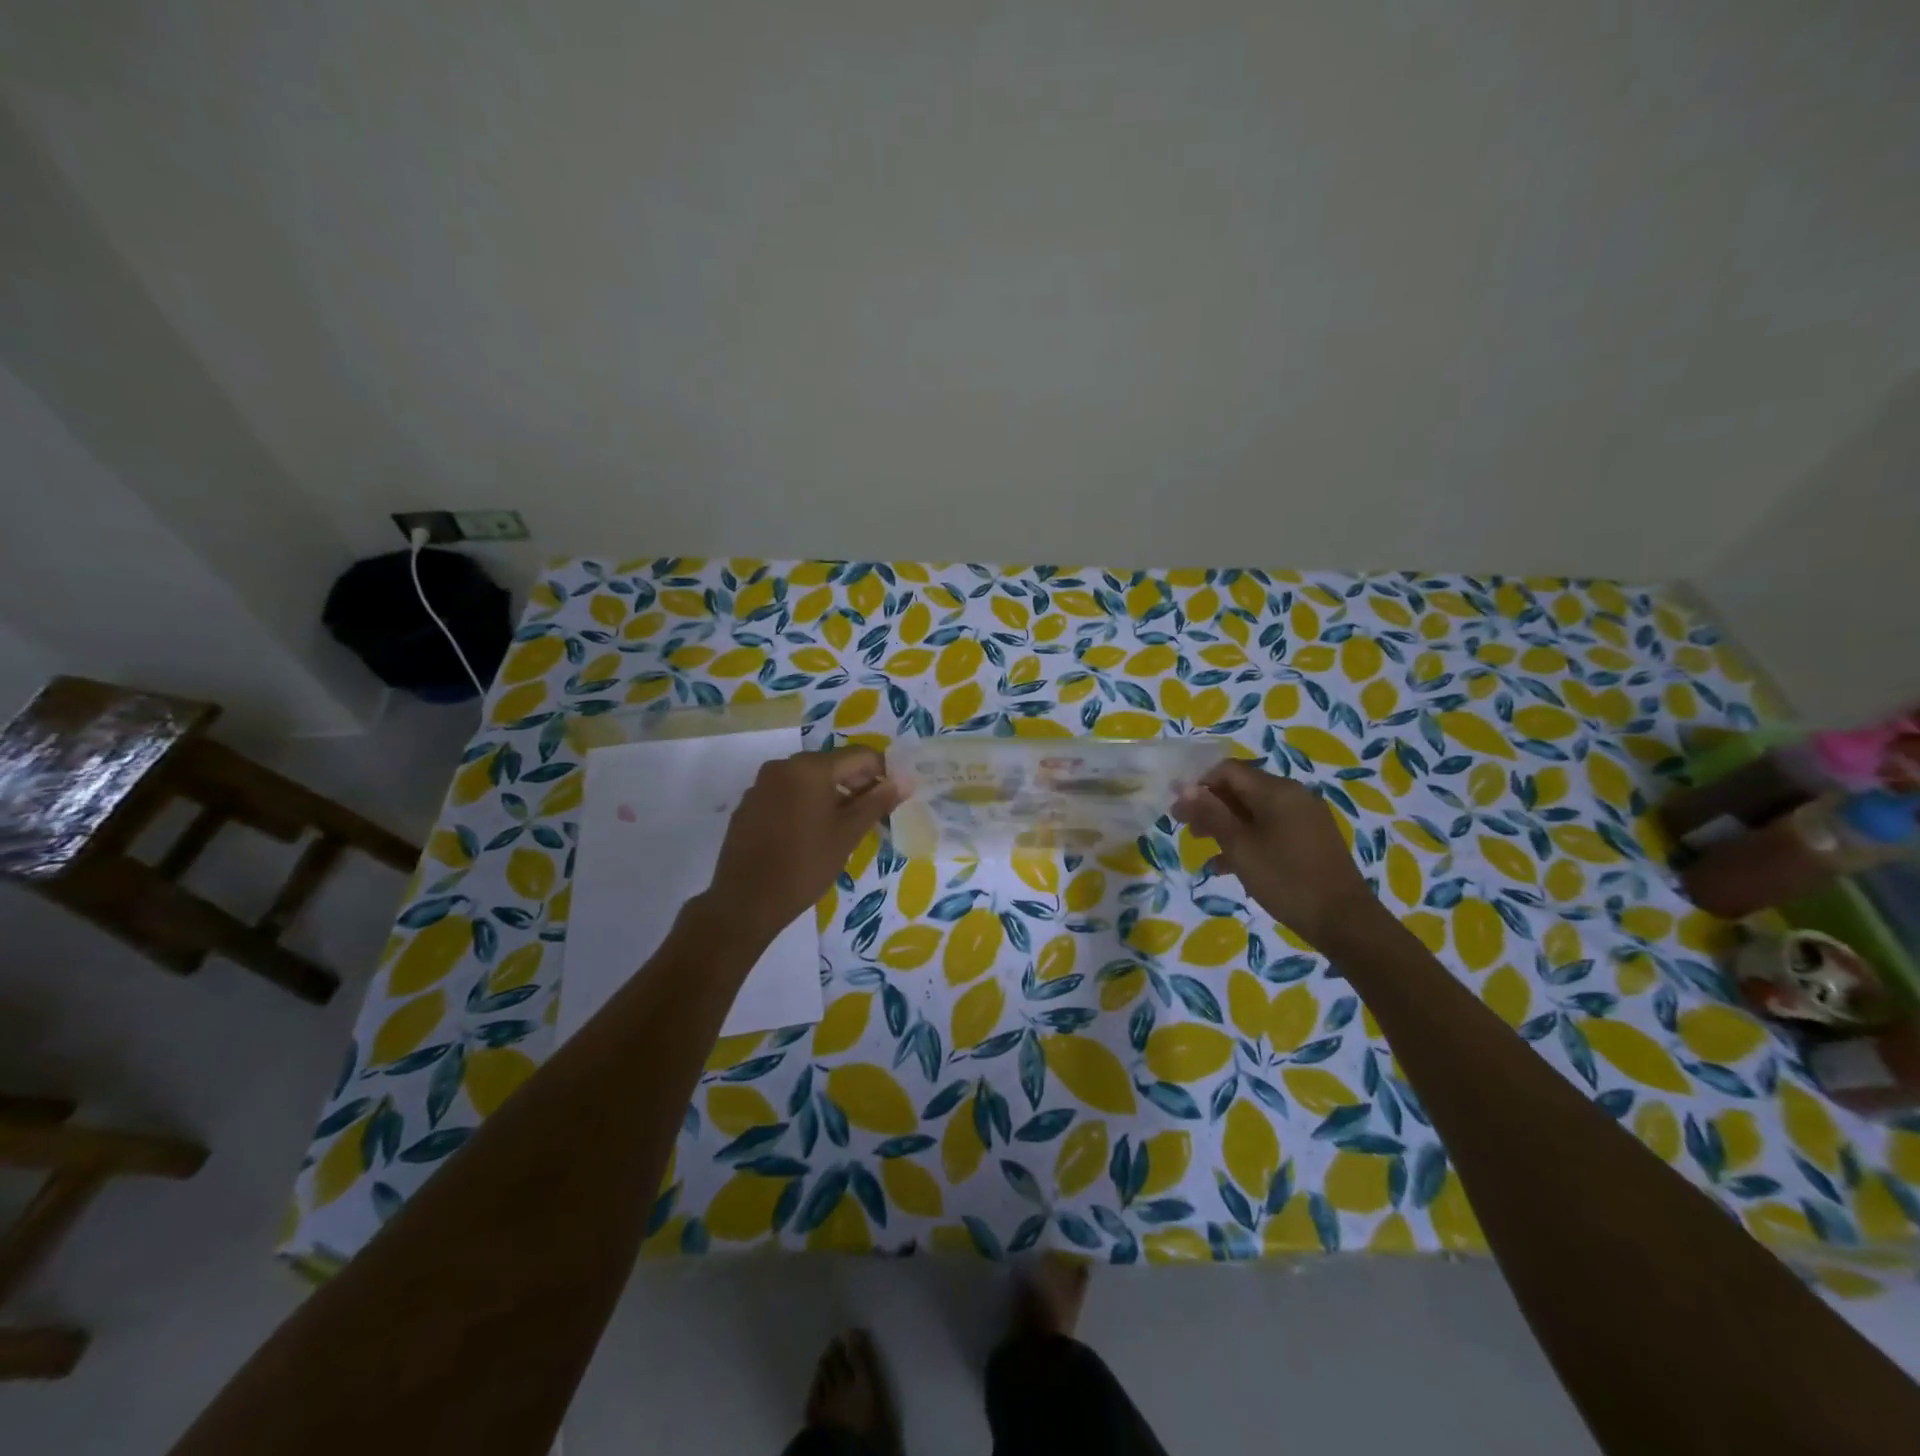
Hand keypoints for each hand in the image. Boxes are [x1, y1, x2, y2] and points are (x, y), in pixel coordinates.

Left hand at [705, 746, 905, 945]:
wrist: (745, 901)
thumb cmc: (805, 865)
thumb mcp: (848, 834)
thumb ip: (877, 802)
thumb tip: (903, 781)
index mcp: (810, 768)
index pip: (860, 756)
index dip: (883, 771)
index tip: (894, 796)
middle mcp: (783, 766)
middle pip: (832, 764)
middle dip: (857, 783)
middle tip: (874, 814)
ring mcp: (761, 784)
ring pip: (809, 779)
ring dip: (832, 794)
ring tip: (844, 826)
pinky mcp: (749, 804)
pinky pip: (787, 793)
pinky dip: (806, 803)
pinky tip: (811, 833)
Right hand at [1172, 760, 1376, 945]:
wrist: (1343, 920)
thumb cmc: (1285, 879)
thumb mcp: (1239, 846)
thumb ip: (1211, 813)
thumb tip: (1185, 787)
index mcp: (1276, 790)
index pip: (1228, 770)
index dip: (1198, 784)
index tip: (1177, 807)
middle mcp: (1293, 795)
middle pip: (1242, 788)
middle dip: (1211, 805)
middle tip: (1186, 828)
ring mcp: (1305, 817)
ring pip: (1255, 810)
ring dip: (1226, 824)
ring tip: (1203, 846)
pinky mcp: (1311, 839)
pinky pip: (1271, 828)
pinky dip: (1248, 839)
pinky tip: (1229, 866)